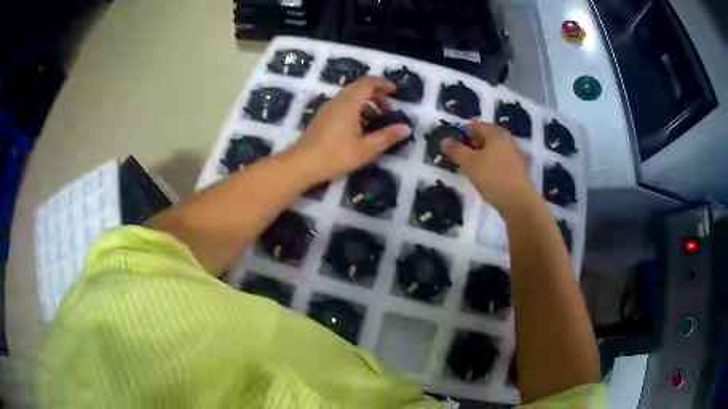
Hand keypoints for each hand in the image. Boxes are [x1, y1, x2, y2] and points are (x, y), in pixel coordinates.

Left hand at [289, 77, 411, 183]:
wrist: (301, 165)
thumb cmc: (335, 155)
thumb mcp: (365, 148)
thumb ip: (386, 136)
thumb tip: (406, 128)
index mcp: (348, 103)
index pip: (368, 83)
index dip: (383, 83)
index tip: (395, 91)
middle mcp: (337, 101)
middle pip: (359, 88)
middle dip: (377, 96)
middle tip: (389, 110)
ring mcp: (327, 109)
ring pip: (350, 98)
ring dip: (366, 105)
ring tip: (376, 123)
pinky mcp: (322, 118)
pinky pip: (342, 106)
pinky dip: (355, 111)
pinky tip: (359, 130)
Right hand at [441, 122, 536, 213]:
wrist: (519, 202)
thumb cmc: (493, 178)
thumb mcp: (469, 163)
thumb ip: (455, 150)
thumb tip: (444, 141)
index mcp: (496, 133)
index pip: (474, 126)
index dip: (460, 133)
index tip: (450, 145)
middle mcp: (507, 139)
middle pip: (484, 137)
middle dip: (468, 145)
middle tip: (457, 157)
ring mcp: (513, 154)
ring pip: (491, 150)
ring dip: (477, 156)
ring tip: (466, 169)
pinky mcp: (516, 168)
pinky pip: (497, 160)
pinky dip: (487, 164)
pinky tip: (481, 177)